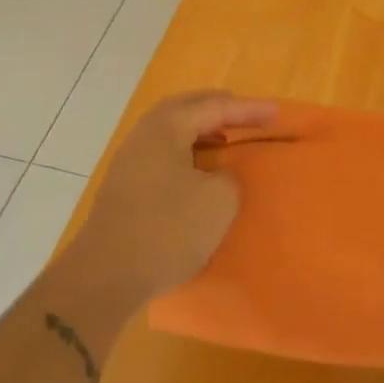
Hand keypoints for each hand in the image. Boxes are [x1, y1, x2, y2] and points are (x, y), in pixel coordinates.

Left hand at [72, 92, 276, 301]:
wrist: (107, 275)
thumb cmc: (168, 229)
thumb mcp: (219, 200)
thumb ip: (229, 177)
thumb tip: (217, 175)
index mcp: (166, 128)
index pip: (214, 107)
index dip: (248, 110)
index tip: (276, 113)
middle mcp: (143, 136)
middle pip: (186, 110)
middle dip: (219, 110)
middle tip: (247, 115)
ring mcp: (129, 162)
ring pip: (172, 132)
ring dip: (201, 131)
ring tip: (227, 140)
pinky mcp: (125, 188)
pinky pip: (164, 154)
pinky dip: (188, 153)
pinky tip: (201, 171)